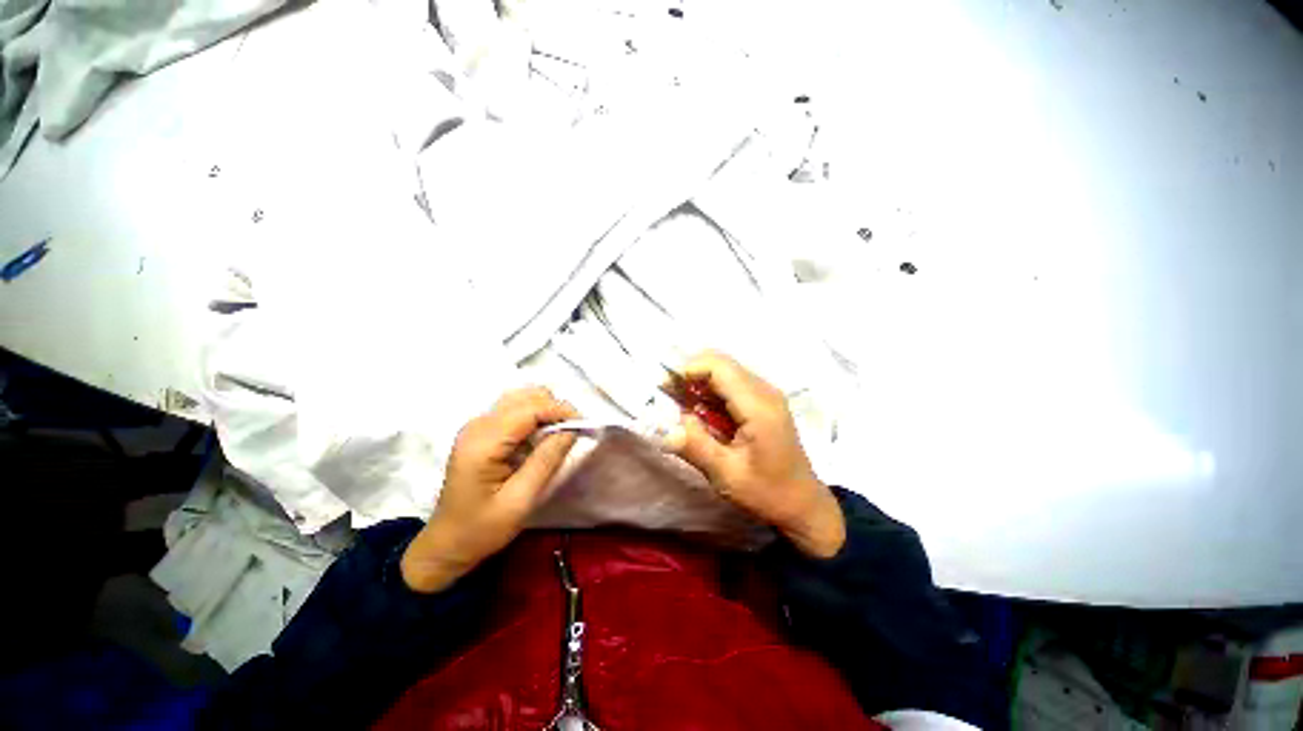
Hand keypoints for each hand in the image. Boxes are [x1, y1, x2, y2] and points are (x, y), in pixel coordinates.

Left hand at [401, 387, 578, 592]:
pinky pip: (515, 410)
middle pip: (525, 397)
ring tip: (559, 434)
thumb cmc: (482, 529)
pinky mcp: (481, 431)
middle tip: (572, 433)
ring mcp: (477, 426)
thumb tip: (571, 430)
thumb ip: (547, 461)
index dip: (560, 411)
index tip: (584, 425)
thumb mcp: (520, 500)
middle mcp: (478, 425)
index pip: (529, 409)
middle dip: (554, 409)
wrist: (446, 544)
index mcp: (483, 442)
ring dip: (545, 410)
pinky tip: (541, 437)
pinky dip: (535, 416)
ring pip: (521, 398)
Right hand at [665, 351, 845, 557]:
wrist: (803, 504)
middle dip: (691, 374)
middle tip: (669, 395)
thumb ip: (695, 447)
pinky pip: (732, 384)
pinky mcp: (764, 401)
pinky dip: (711, 392)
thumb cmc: (767, 492)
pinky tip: (701, 412)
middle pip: (721, 363)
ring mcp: (766, 394)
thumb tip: (664, 430)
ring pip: (725, 371)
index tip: (667, 388)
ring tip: (680, 405)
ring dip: (700, 383)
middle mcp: (765, 391)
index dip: (689, 369)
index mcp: (758, 406)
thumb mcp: (726, 475)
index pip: (719, 366)